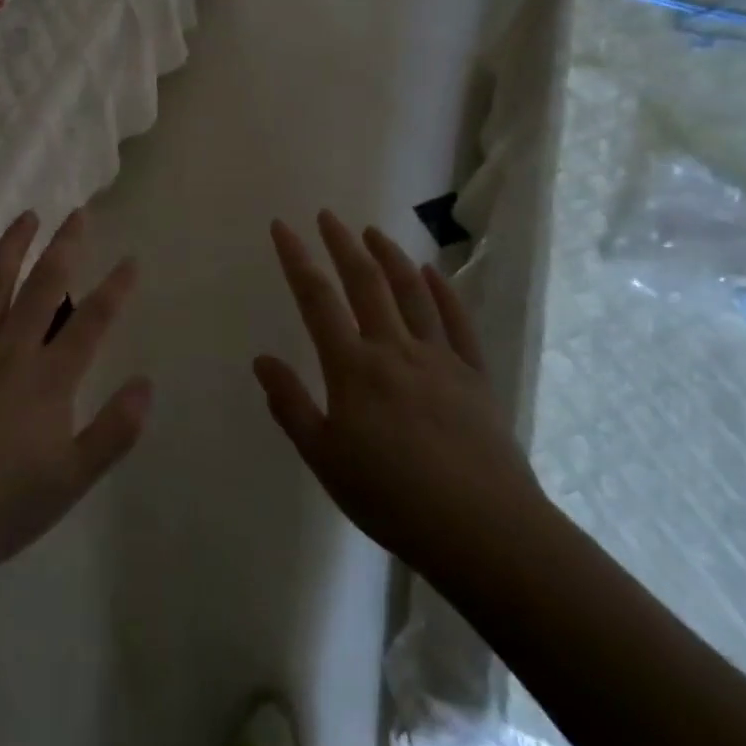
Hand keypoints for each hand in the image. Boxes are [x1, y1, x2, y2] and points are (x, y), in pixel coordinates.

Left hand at [0, 209, 150, 598]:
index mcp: (48, 378)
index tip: (130, 260)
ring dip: (13, 246)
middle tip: (78, 213)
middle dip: (65, 245)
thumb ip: (114, 431)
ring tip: (28, 216)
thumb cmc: (0, 508)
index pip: (91, 321)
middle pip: (44, 284)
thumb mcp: (71, 480)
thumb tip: (147, 384)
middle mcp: (10, 349)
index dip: (115, 289)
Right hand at [255, 212, 545, 578]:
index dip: (296, 258)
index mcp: (353, 367)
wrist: (482, 530)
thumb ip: (291, 406)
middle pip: (365, 282)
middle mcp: (394, 349)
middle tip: (328, 215)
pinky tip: (432, 272)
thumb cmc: (392, 498)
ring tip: (374, 232)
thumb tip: (262, 359)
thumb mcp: (324, 458)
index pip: (316, 298)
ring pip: (412, 292)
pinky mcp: (474, 374)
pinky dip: (442, 290)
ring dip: (390, 256)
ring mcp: (439, 357)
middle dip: (342, 243)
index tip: (283, 226)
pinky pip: (457, 321)